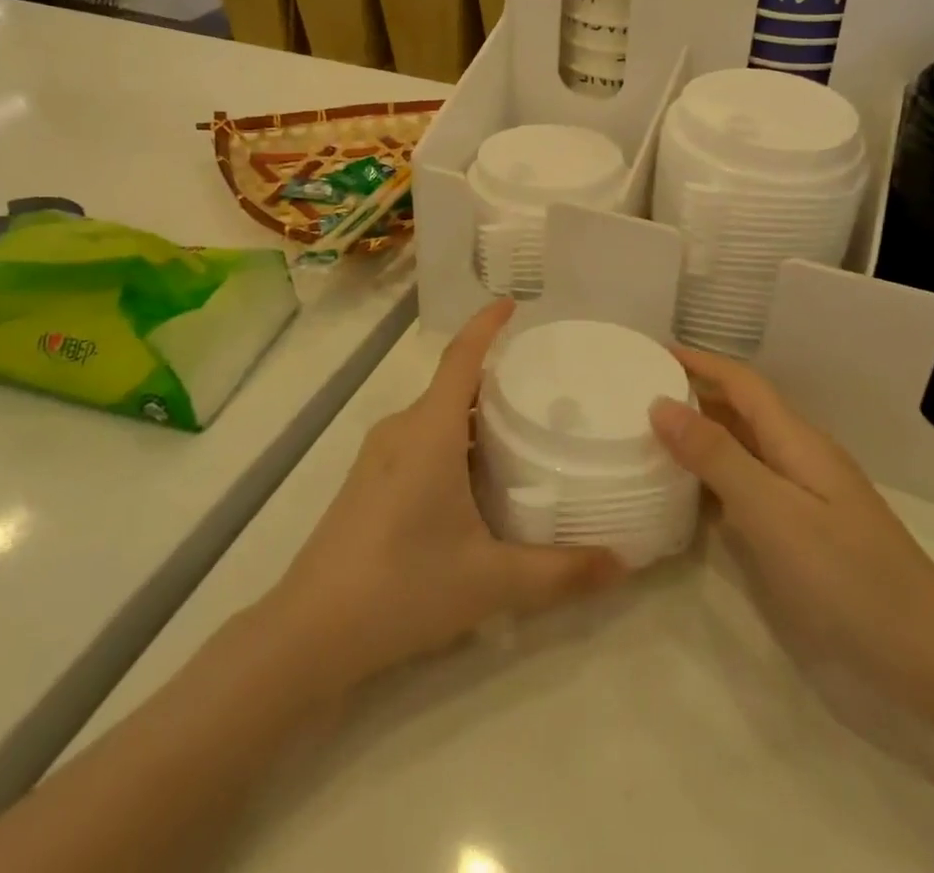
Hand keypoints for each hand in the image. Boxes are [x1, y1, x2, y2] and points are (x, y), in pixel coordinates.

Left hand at [268, 300, 624, 693]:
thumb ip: (560, 572)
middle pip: (453, 385)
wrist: (311, 630)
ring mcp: (379, 455)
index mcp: (431, 431)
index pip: (461, 357)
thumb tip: (622, 565)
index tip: (513, 304)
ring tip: (519, 433)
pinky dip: (452, 440)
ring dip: (473, 416)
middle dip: (494, 378)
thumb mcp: (491, 581)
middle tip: (543, 388)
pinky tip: (474, 481)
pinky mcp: (368, 480)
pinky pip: (419, 439)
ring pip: (435, 416)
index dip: (486, 325)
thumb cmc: (404, 586)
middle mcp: (403, 429)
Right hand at [650, 348, 933, 709]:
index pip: (741, 383)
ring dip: (702, 437)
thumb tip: (661, 403)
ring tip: (651, 438)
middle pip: (741, 411)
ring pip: (744, 450)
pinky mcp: (805, 534)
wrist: (930, 662)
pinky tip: (688, 497)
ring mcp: (806, 498)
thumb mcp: (773, 512)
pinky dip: (715, 481)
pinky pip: (750, 488)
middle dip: (694, 395)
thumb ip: (716, 456)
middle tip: (637, 395)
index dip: (698, 362)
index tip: (650, 351)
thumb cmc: (848, 578)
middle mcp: (800, 458)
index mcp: (797, 440)